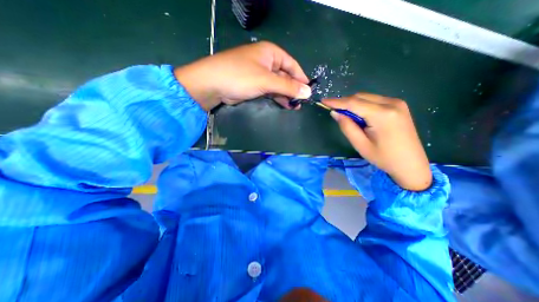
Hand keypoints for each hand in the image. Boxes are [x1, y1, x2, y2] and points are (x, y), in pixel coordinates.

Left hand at [175, 40, 311, 109]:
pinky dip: (277, 97)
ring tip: (294, 107)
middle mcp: (266, 62)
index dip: (301, 78)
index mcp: (271, 53)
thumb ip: (288, 87)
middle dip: (293, 89)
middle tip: (301, 103)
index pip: (292, 65)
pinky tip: (284, 105)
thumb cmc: (241, 76)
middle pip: (285, 76)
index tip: (308, 91)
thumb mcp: (267, 81)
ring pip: (278, 85)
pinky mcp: (254, 85)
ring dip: (286, 95)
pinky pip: (270, 91)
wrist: (213, 84)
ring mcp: (260, 74)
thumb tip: (308, 92)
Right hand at [322, 93, 432, 189]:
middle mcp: (391, 103)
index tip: (323, 101)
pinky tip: (359, 115)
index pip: (353, 103)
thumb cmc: (383, 157)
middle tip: (333, 111)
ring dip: (353, 104)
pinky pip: (374, 100)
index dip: (336, 101)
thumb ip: (346, 126)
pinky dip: (362, 105)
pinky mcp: (398, 106)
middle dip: (344, 102)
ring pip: (367, 97)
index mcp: (382, 115)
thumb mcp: (360, 144)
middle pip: (360, 97)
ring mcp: (397, 103)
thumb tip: (335, 113)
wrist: (411, 164)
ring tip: (346, 115)